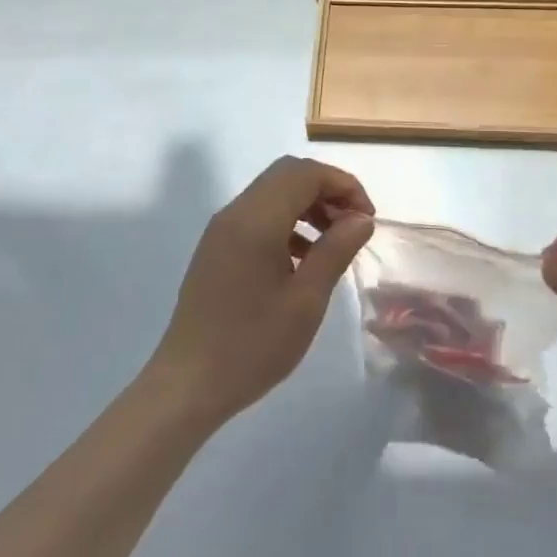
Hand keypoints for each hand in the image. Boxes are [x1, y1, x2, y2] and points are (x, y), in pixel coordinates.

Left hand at [147, 155, 374, 427]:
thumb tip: (361, 218)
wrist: (188, 383)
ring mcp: (221, 229)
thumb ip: (336, 250)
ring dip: (307, 205)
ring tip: (334, 242)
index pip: (305, 173)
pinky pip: (257, 216)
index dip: (343, 184)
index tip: (368, 217)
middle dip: (327, 190)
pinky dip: (287, 222)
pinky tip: (303, 259)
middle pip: (287, 174)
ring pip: (272, 193)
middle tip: (354, 225)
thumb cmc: (252, 345)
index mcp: (256, 219)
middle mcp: (235, 212)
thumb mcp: (306, 300)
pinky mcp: (216, 248)